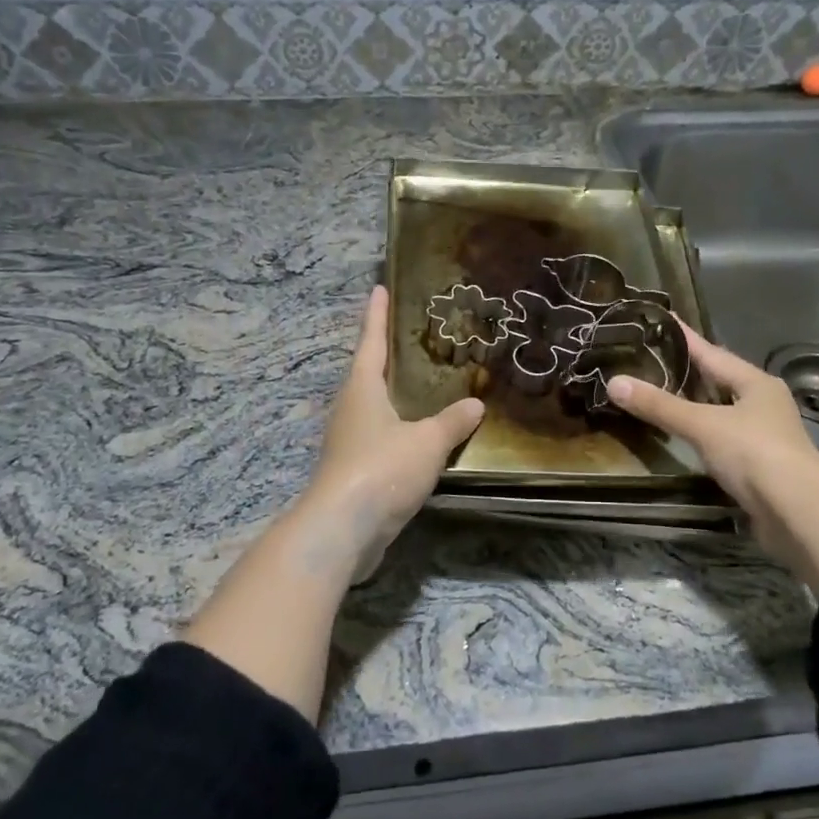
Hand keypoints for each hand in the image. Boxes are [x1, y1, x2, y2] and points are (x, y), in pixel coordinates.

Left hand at [303, 285, 484, 578]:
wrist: (342, 529)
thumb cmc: (382, 469)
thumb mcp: (427, 442)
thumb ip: (453, 422)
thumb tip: (476, 404)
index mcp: (362, 390)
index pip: (371, 342)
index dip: (377, 315)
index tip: (378, 289)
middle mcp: (350, 409)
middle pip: (369, 373)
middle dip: (388, 355)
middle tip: (415, 339)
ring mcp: (348, 441)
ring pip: (375, 408)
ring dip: (395, 395)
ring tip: (425, 386)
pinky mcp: (353, 471)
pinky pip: (381, 438)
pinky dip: (401, 430)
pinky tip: (421, 438)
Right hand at [606, 326, 818, 592]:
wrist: (799, 514)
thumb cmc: (755, 454)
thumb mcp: (702, 425)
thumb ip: (659, 405)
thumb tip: (614, 382)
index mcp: (756, 383)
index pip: (712, 352)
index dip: (684, 337)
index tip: (661, 320)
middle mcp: (763, 403)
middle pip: (718, 380)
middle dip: (687, 371)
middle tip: (650, 357)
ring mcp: (763, 436)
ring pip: (720, 411)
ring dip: (693, 404)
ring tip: (658, 393)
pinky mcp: (758, 466)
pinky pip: (721, 439)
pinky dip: (699, 434)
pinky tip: (680, 436)